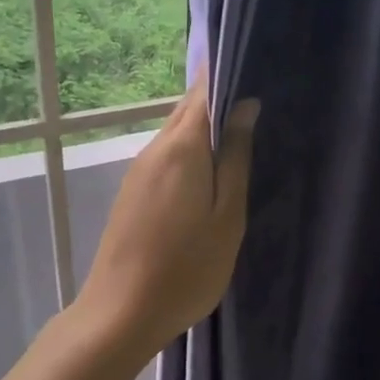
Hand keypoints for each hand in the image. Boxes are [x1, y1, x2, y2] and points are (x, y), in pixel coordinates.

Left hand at [78, 73, 258, 362]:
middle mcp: (154, 149)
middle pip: (187, 109)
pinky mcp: (132, 193)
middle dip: (218, 99)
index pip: (203, 90)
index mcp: (181, 147)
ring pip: (175, 134)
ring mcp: (138, 172)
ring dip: (204, 128)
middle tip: (257, 101)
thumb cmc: (186, 268)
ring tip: (240, 134)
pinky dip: (189, 153)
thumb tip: (245, 105)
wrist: (122, 311)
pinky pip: (166, 157)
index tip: (256, 67)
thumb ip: (236, 159)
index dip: (227, 73)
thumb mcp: (226, 216)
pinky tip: (208, 170)